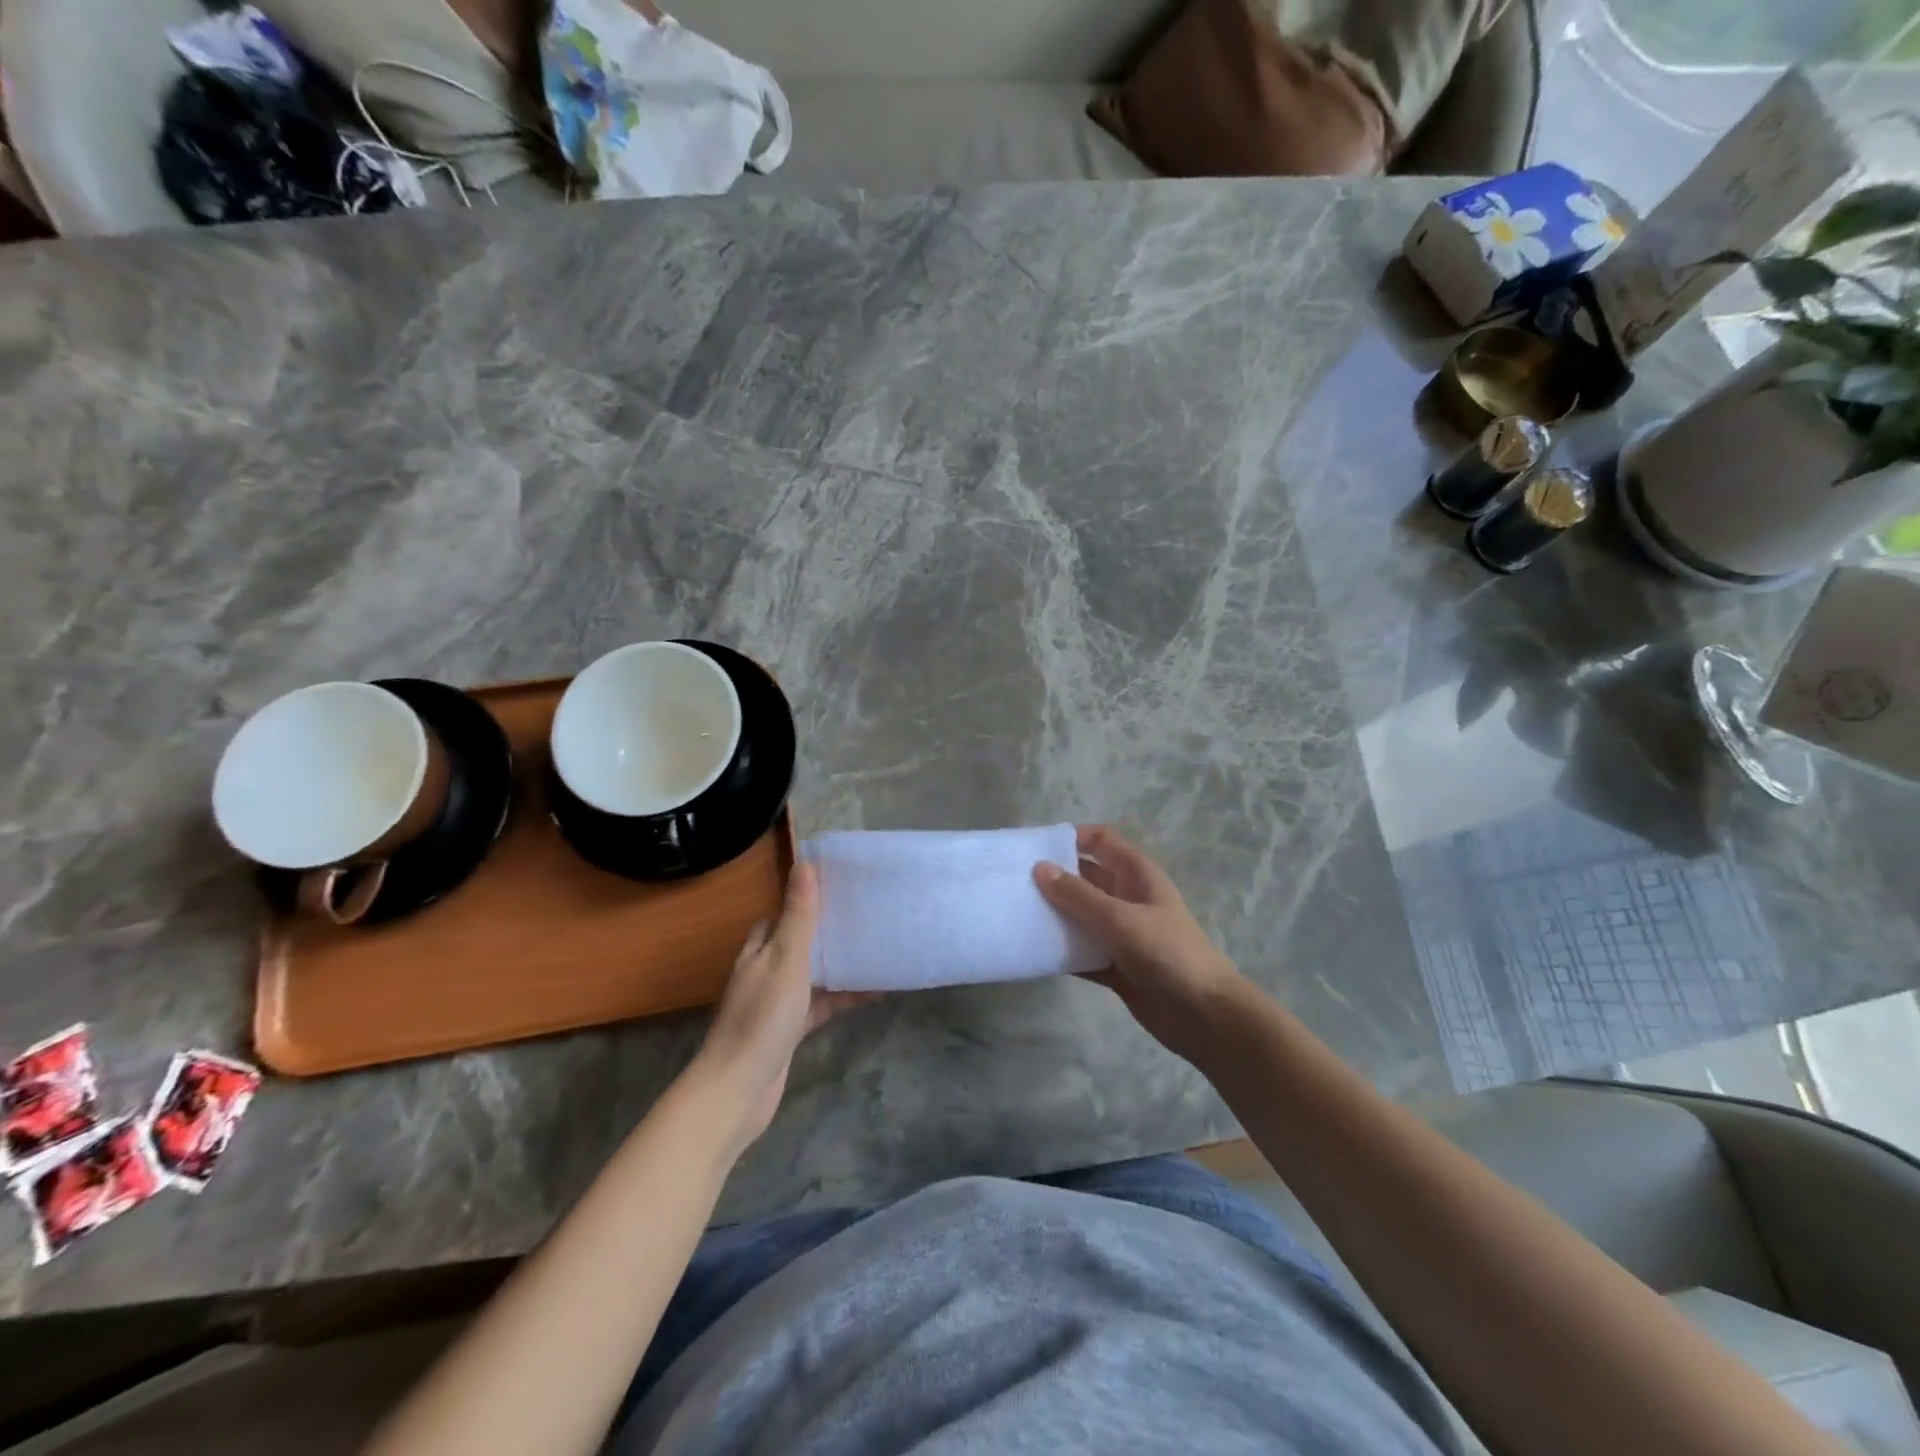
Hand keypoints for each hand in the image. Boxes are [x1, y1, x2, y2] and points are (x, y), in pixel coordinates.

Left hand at [694, 863, 871, 1155]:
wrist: (739, 1089)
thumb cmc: (762, 1017)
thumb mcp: (786, 959)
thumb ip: (798, 915)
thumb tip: (805, 862)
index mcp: (759, 950)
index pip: (781, 914)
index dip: (807, 899)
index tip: (841, 887)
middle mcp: (765, 971)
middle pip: (800, 942)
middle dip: (829, 931)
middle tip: (867, 916)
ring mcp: (777, 1003)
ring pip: (814, 974)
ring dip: (840, 964)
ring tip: (878, 949)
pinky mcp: (790, 1030)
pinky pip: (822, 1004)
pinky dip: (843, 997)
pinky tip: (874, 993)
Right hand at [1035, 825, 1249, 1065]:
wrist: (1204, 1015)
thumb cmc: (1167, 954)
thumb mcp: (1120, 918)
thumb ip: (1078, 895)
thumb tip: (1039, 867)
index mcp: (1137, 875)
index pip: (1101, 841)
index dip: (1071, 838)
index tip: (1034, 847)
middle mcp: (1127, 898)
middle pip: (1085, 878)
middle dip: (1054, 877)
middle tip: (1014, 882)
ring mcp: (1121, 933)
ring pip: (1080, 915)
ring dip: (1054, 915)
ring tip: (1016, 913)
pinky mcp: (1114, 965)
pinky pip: (1081, 950)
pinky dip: (1061, 951)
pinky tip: (1033, 951)